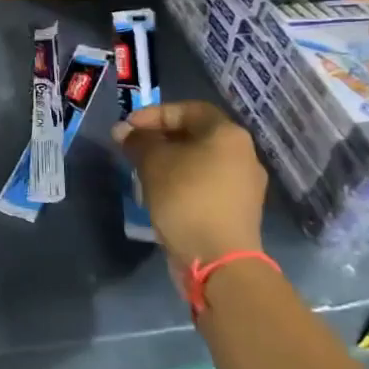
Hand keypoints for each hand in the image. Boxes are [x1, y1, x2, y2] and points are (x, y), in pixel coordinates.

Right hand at [114, 100, 266, 274]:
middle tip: (133, 148)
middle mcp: (243, 155)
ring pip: (200, 161)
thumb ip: (137, 141)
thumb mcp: (152, 163)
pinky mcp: (238, 211)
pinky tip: (162, 194)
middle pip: (196, 135)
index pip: (189, 109)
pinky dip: (183, 182)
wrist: (219, 259)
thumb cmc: (186, 198)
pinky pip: (206, 185)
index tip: (129, 128)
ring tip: (143, 172)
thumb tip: (124, 131)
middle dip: (160, 139)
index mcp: (228, 135)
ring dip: (170, 162)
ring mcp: (244, 185)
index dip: (155, 114)